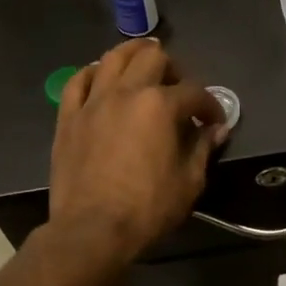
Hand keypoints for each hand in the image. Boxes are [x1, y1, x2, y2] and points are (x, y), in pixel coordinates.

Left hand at [47, 41, 226, 268]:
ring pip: (112, 58)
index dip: (210, 104)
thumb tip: (216, 130)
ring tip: (143, 62)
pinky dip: (91, 73)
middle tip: (178, 87)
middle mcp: (126, 92)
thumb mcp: (189, 182)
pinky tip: (100, 77)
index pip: (193, 91)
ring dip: (132, 54)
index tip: (214, 121)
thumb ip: (203, 148)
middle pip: (152, 58)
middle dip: (173, 68)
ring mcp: (93, 102)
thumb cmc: (147, 208)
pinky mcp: (68, 117)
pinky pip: (77, 81)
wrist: (91, 231)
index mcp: (160, 105)